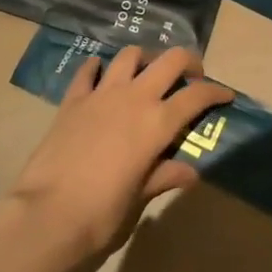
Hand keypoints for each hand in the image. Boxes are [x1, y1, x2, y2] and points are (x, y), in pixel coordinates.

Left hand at [4, 45, 231, 263]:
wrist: (45, 215)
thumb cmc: (101, 214)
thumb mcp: (139, 198)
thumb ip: (163, 177)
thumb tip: (189, 173)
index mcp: (156, 123)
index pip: (196, 97)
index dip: (215, 92)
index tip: (226, 95)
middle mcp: (133, 98)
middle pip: (169, 61)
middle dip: (187, 61)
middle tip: (193, 74)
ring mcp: (100, 94)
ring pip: (130, 56)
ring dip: (145, 58)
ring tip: (148, 71)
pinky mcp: (72, 100)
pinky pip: (87, 72)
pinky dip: (97, 67)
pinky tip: (99, 71)